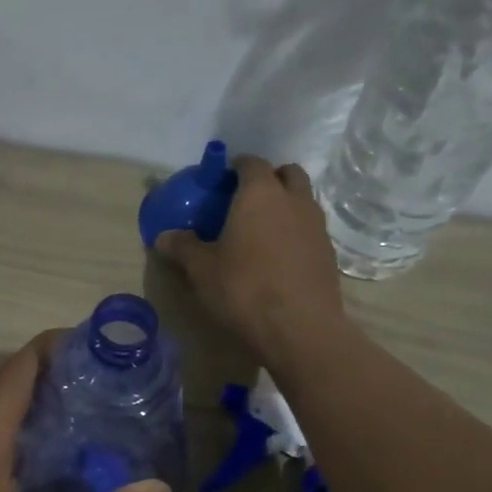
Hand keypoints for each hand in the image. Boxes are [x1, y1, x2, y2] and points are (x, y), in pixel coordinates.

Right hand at [156, 157, 347, 367]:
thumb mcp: (202, 270)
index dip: (236, 168)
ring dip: (286, 205)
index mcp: (260, 193)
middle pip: (286, 173)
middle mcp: (293, 200)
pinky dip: (296, 232)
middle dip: (268, 179)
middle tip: (245, 202)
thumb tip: (163, 237)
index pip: (251, 162)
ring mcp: (316, 225)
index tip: (222, 183)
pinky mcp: (329, 252)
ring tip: (262, 231)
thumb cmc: (244, 289)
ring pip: (303, 200)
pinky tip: (279, 257)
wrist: (300, 328)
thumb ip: (183, 247)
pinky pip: (310, 229)